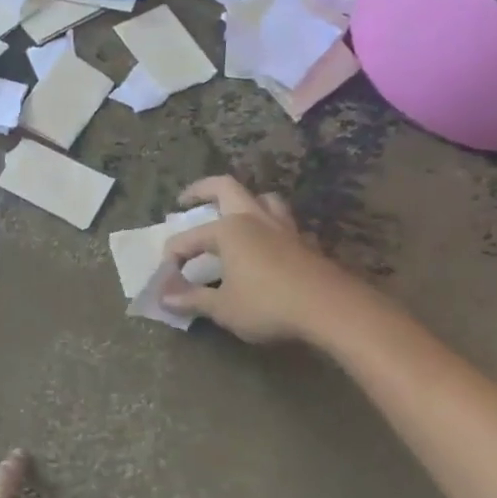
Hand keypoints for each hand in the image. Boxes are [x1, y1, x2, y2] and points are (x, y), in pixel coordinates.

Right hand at [161, 176, 363, 343]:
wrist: (332, 310)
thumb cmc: (268, 305)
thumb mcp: (222, 308)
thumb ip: (192, 299)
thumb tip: (164, 297)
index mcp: (228, 229)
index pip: (188, 239)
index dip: (172, 257)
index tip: (165, 281)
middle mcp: (255, 219)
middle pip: (226, 188)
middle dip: (201, 190)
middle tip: (185, 200)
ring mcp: (284, 228)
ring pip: (263, 199)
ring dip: (245, 201)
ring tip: (234, 214)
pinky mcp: (307, 243)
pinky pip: (285, 224)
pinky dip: (271, 227)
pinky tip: (269, 244)